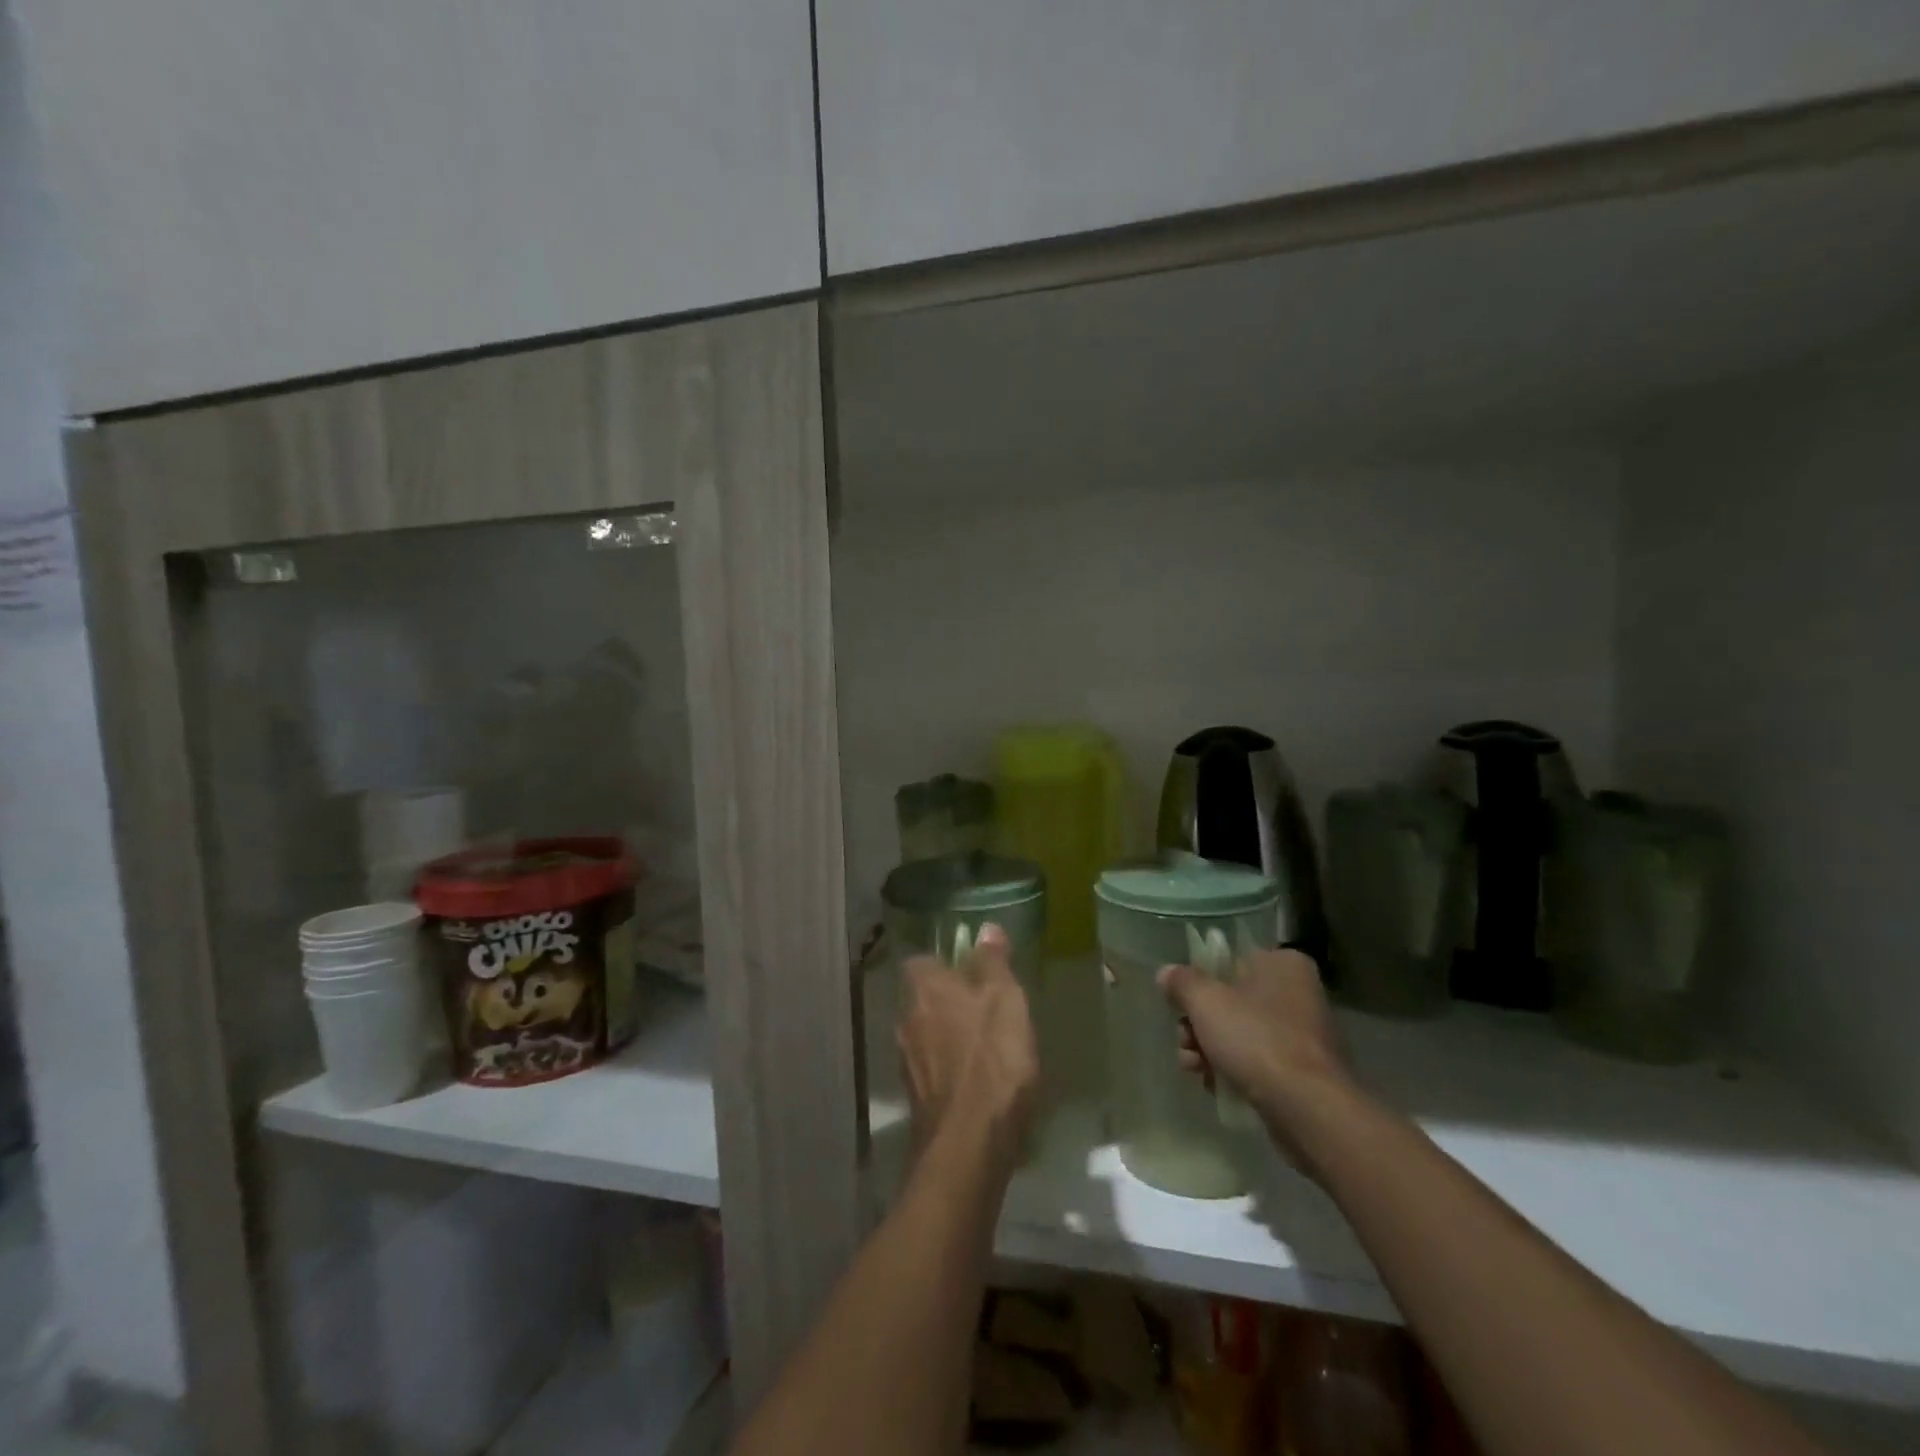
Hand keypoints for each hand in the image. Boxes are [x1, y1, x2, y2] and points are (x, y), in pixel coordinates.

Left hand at [898, 924, 1040, 1172]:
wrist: (969, 1145)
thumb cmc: (991, 1059)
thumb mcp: (1004, 999)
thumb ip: (993, 962)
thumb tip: (986, 929)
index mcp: (923, 989)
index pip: (921, 961)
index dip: (944, 962)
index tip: (971, 969)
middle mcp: (906, 1020)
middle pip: (924, 998)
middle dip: (949, 1000)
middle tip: (986, 1006)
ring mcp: (908, 1062)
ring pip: (928, 1034)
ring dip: (951, 1035)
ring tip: (987, 1044)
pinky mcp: (918, 1099)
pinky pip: (935, 1069)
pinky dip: (953, 1068)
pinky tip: (979, 1080)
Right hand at [1158, 948, 1355, 1162]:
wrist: (1307, 1109)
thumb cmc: (1256, 1039)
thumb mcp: (1205, 1001)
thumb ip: (1181, 982)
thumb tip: (1166, 974)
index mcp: (1283, 964)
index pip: (1230, 961)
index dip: (1200, 982)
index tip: (1180, 1004)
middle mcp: (1299, 993)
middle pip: (1232, 1000)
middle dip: (1199, 1023)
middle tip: (1184, 1040)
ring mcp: (1304, 1035)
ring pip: (1241, 1033)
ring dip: (1209, 1048)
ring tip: (1193, 1067)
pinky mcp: (1304, 1072)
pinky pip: (1258, 1061)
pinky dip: (1233, 1070)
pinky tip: (1214, 1085)